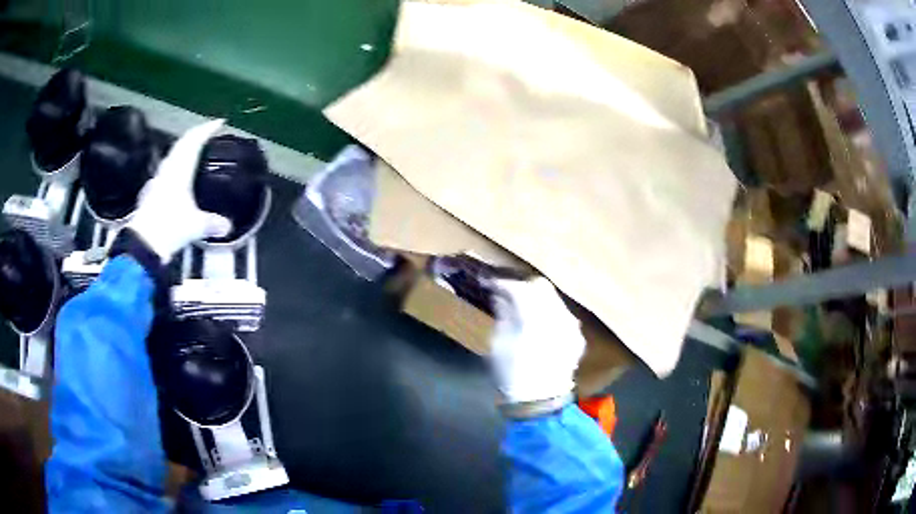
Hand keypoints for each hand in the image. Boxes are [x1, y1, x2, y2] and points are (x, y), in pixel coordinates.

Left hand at [127, 120, 231, 261]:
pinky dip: (174, 168)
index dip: (208, 129)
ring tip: (194, 153)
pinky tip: (176, 178)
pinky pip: (165, 172)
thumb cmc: (170, 227)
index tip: (219, 123)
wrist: (143, 243)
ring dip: (184, 150)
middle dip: (196, 136)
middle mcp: (168, 169)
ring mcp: (157, 180)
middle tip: (208, 134)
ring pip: (172, 157)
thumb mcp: (196, 226)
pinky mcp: (150, 193)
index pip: (195, 140)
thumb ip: (213, 223)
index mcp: (180, 169)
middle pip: (182, 144)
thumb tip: (228, 226)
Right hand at [489, 277, 585, 403]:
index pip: (519, 288)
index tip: (492, 284)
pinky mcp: (578, 337)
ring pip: (554, 299)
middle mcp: (558, 317)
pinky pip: (563, 314)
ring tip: (523, 308)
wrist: (541, 402)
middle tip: (508, 293)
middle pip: (541, 287)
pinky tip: (540, 325)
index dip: (503, 283)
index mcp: (534, 320)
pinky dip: (550, 313)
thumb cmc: (512, 374)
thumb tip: (503, 296)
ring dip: (538, 298)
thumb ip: (504, 315)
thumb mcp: (498, 344)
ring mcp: (572, 327)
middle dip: (523, 286)